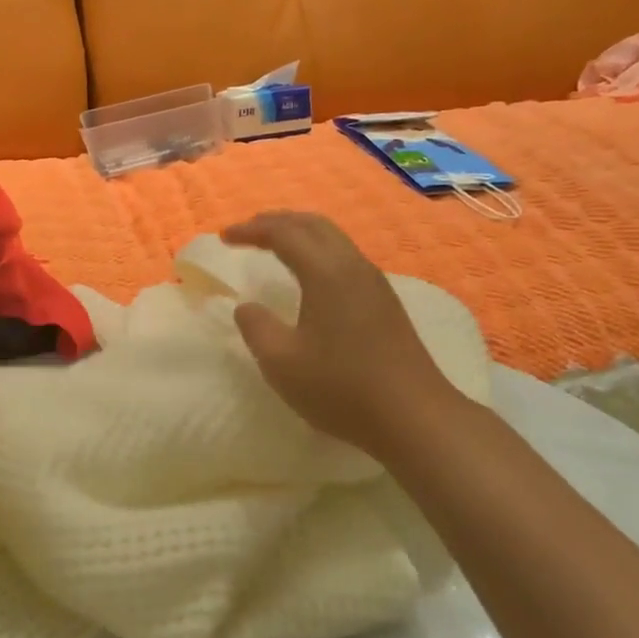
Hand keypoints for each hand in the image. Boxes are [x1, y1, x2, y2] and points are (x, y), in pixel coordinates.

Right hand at [221, 212, 461, 461]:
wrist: (414, 417)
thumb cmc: (341, 388)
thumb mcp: (281, 362)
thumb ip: (256, 328)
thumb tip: (247, 307)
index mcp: (326, 273)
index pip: (283, 234)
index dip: (251, 230)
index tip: (224, 237)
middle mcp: (352, 266)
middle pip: (313, 224)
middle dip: (277, 221)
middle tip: (247, 232)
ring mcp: (374, 282)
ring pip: (333, 238)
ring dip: (300, 233)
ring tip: (274, 245)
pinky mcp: (385, 301)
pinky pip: (345, 256)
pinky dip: (318, 250)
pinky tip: (309, 274)